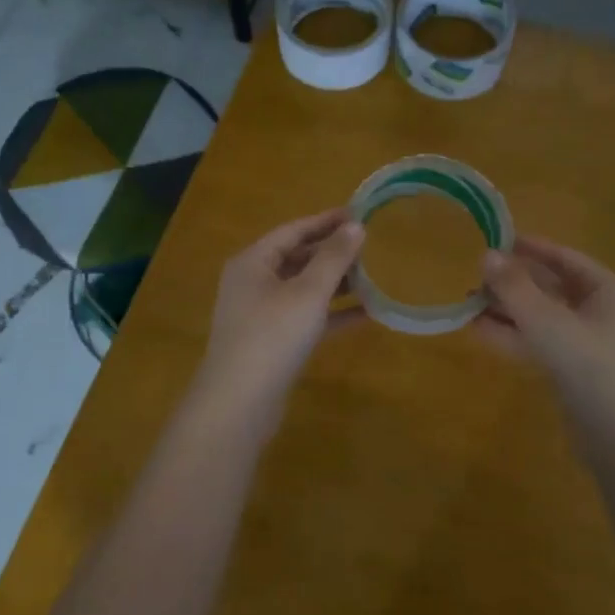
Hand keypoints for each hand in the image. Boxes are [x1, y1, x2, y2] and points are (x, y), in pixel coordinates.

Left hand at [198, 209, 365, 411]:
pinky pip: (307, 318)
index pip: (293, 230)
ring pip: (303, 289)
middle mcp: (253, 283)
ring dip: (336, 283)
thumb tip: (356, 226)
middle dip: (333, 252)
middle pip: (297, 258)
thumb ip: (333, 258)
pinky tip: (367, 314)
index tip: (359, 212)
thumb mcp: (308, 292)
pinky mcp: (273, 342)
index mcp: (253, 262)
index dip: (326, 220)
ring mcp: (261, 314)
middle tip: (371, 245)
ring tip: (374, 276)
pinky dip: (332, 314)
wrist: (239, 402)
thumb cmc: (273, 335)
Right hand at [478, 236, 614, 408]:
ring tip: (467, 303)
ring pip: (541, 319)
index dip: (532, 248)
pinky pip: (539, 345)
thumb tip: (486, 255)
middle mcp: (600, 313)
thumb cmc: (594, 368)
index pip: (566, 259)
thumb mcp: (550, 323)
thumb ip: (516, 289)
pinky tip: (479, 331)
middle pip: (551, 288)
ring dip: (507, 311)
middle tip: (474, 276)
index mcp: (609, 292)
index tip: (498, 239)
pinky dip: (512, 337)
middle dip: (513, 283)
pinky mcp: (573, 374)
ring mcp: (587, 346)